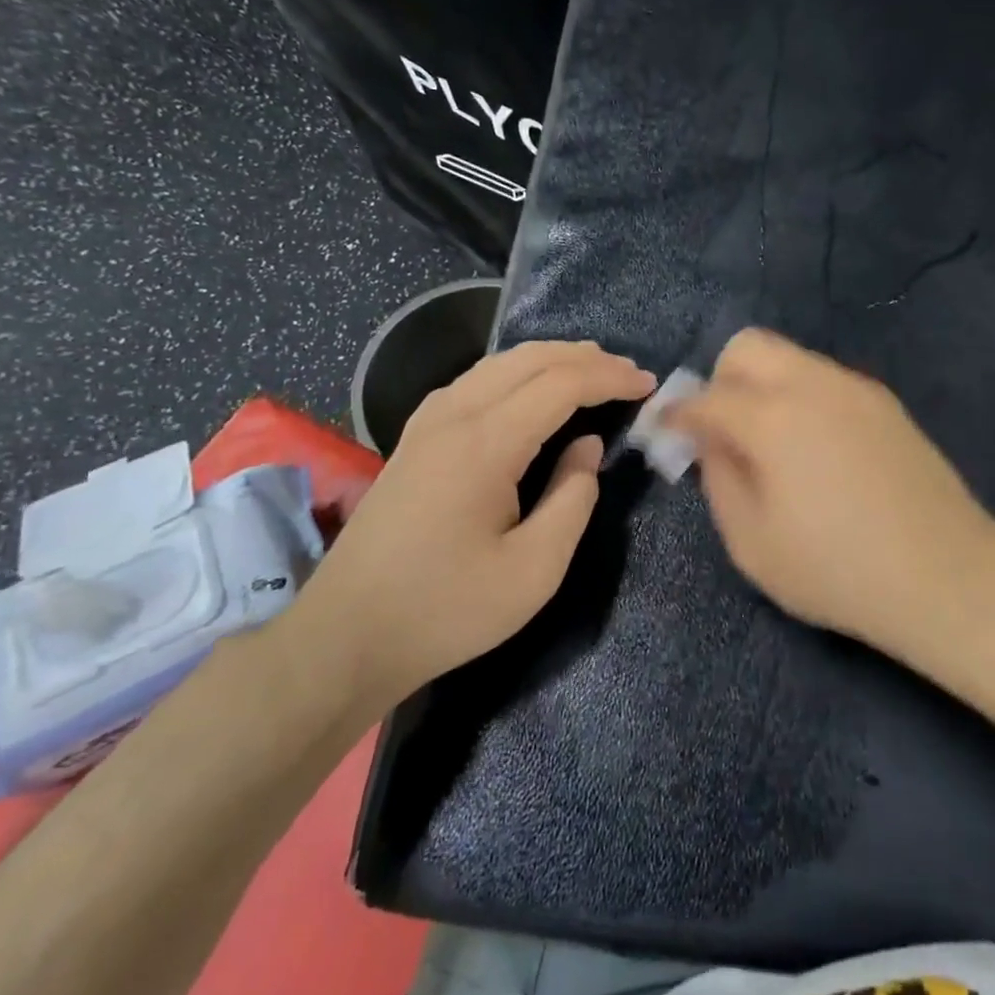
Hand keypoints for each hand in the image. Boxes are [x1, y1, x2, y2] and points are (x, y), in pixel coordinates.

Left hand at [292, 340, 654, 713]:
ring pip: (497, 364)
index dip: (609, 378)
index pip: (560, 384)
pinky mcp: (414, 439)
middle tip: (629, 373)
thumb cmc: (447, 610)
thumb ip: (573, 499)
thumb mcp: (534, 571)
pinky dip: (515, 372)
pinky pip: (474, 381)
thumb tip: (586, 445)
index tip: (648, 385)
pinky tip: (528, 389)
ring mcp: (427, 424)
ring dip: (550, 358)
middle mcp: (453, 416)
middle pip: (529, 359)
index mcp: (485, 444)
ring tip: (590, 369)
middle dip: (585, 358)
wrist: (346, 636)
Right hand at [665, 329, 994, 649]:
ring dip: (764, 387)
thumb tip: (711, 442)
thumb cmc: (836, 569)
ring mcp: (855, 389)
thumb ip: (720, 480)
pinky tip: (816, 449)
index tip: (665, 431)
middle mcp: (813, 384)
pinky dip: (801, 398)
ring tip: (771, 444)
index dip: (676, 415)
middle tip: (723, 430)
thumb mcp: (753, 542)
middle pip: (749, 347)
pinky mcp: (884, 403)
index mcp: (772, 417)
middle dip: (721, 380)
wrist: (945, 573)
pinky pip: (825, 380)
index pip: (706, 398)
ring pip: (790, 359)